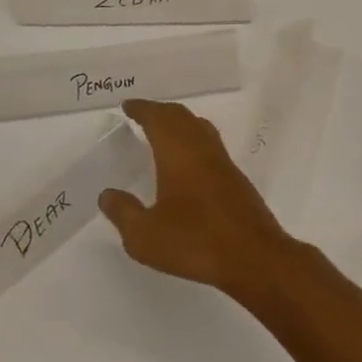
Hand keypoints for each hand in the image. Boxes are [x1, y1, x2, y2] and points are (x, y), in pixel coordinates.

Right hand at [98, 99, 296, 304]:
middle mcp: (202, 148)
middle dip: (160, 111)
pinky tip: (188, 163)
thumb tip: (107, 194)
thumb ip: (124, 213)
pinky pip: (210, 145)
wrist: (254, 257)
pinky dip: (193, 140)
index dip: (142, 109)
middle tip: (142, 114)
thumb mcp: (145, 235)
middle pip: (180, 117)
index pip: (157, 118)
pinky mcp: (236, 178)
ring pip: (199, 127)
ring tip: (163, 132)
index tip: (128, 105)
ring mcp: (223, 162)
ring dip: (179, 123)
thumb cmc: (195, 241)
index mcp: (177, 152)